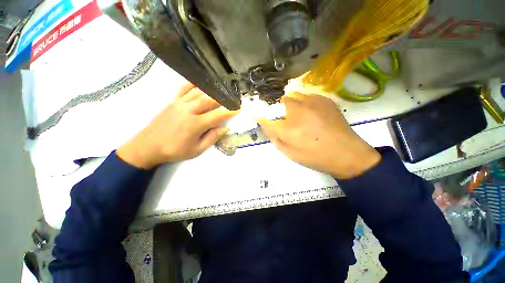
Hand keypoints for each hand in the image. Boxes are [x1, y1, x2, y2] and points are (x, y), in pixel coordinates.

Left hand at [117, 83, 236, 168]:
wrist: (148, 145)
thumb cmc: (175, 150)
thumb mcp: (197, 150)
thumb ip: (212, 138)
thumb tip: (224, 128)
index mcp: (196, 125)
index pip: (217, 115)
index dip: (229, 111)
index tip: (238, 108)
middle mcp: (189, 111)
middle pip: (209, 99)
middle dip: (222, 97)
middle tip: (231, 96)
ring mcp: (179, 103)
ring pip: (198, 92)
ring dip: (211, 90)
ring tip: (221, 89)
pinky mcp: (173, 101)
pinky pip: (184, 88)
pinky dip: (193, 84)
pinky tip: (201, 83)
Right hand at [257, 92, 380, 178]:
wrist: (346, 154)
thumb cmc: (315, 157)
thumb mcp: (290, 153)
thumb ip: (275, 138)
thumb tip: (266, 125)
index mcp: (289, 129)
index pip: (266, 118)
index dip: (260, 116)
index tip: (257, 116)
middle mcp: (299, 111)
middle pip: (280, 101)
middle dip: (278, 109)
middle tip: (284, 118)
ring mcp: (313, 103)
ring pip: (293, 95)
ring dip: (290, 104)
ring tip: (297, 114)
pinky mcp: (325, 100)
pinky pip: (307, 95)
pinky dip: (303, 102)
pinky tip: (310, 112)